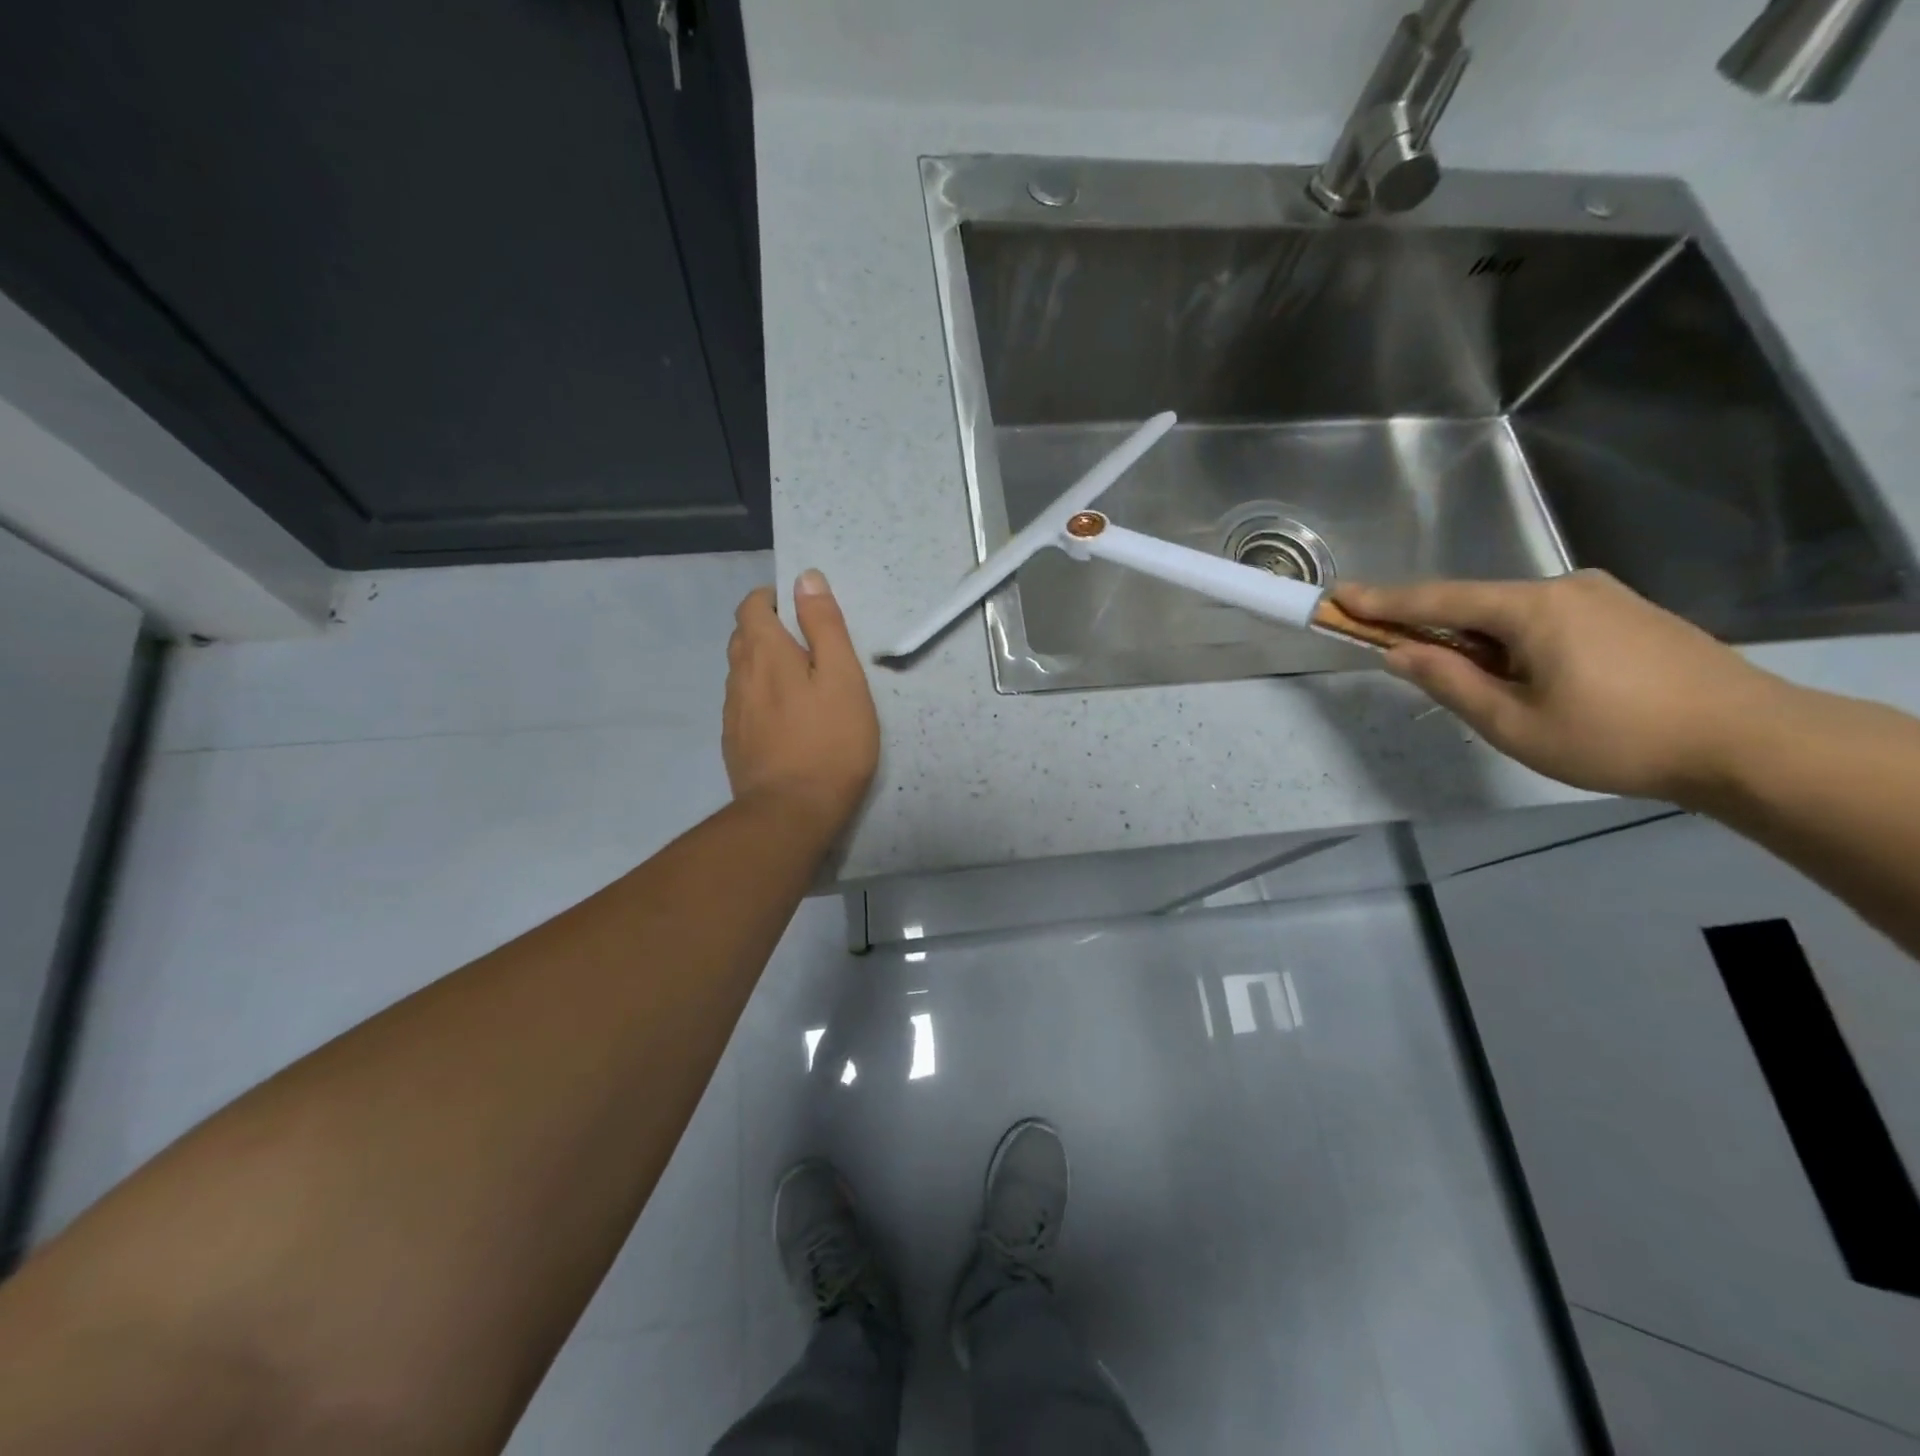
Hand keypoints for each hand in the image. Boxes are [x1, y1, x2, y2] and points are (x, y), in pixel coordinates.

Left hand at [724, 570, 879, 835]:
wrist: (791, 813)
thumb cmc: (829, 741)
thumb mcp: (842, 677)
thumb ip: (824, 625)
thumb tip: (806, 577)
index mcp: (763, 652)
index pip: (752, 606)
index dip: (772, 599)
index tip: (801, 611)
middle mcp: (738, 676)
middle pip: (743, 637)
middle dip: (769, 630)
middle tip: (809, 648)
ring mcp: (732, 713)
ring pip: (742, 673)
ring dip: (765, 666)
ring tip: (801, 685)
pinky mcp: (734, 743)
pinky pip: (744, 705)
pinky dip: (761, 698)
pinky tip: (787, 721)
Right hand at [1331, 570, 1794, 804]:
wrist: (1754, 743)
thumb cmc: (1617, 738)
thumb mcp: (1514, 722)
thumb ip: (1450, 682)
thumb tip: (1400, 652)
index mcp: (1533, 608)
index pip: (1438, 599)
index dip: (1383, 601)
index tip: (1339, 595)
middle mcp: (1566, 587)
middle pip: (1477, 605)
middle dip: (1438, 631)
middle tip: (1413, 665)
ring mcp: (1605, 597)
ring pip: (1516, 616)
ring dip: (1484, 646)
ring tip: (1499, 697)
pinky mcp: (1631, 615)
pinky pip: (1551, 622)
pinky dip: (1520, 645)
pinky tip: (1540, 684)